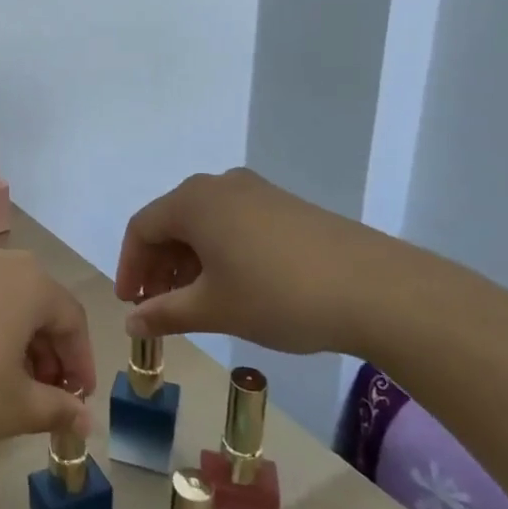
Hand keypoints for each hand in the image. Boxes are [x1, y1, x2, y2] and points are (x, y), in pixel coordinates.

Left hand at [0, 238, 94, 476]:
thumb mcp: (15, 408)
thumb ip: (58, 408)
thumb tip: (83, 421)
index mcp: (25, 279)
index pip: (71, 318)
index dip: (81, 363)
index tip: (77, 402)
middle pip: (35, 303)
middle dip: (47, 352)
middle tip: (45, 397)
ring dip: (12, 341)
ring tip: (6, 389)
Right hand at [115, 167, 395, 355]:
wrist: (377, 289)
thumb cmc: (277, 295)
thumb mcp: (213, 309)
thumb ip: (164, 313)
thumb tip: (130, 323)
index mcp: (192, 201)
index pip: (141, 228)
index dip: (130, 267)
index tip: (131, 305)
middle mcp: (219, 185)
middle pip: (172, 222)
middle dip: (159, 266)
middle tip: (159, 306)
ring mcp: (257, 192)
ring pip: (205, 224)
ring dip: (189, 262)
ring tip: (195, 302)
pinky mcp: (286, 206)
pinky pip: (234, 223)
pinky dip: (220, 253)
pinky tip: (234, 286)